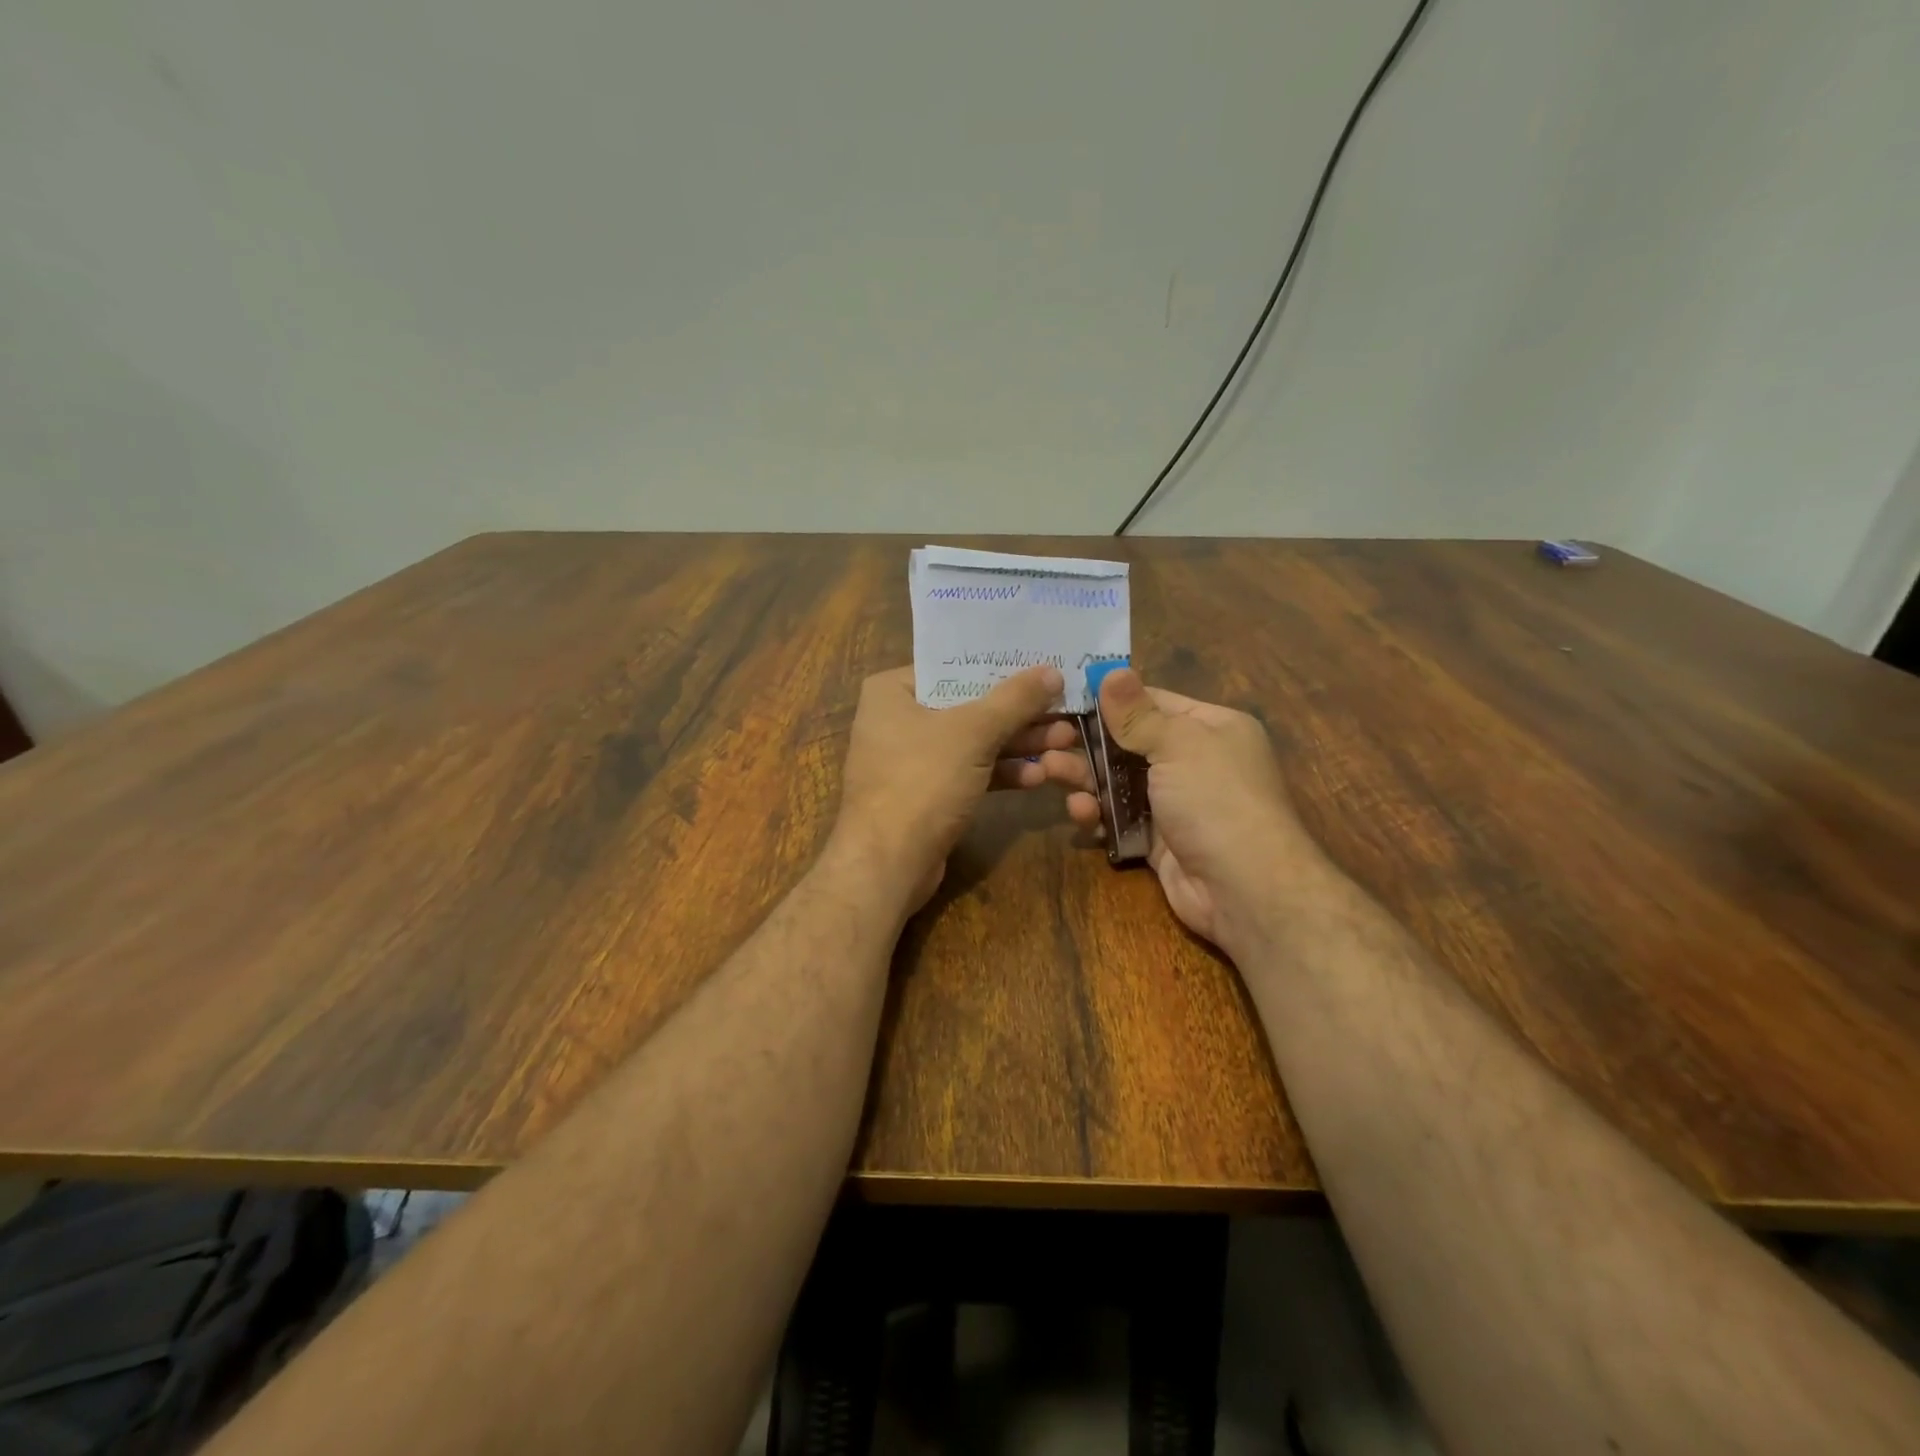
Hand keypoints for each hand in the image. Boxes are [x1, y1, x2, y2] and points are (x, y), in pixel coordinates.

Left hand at [831, 665, 1094, 911]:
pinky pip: (968, 772)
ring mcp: (910, 760)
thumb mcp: (973, 732)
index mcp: (893, 691)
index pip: (954, 666)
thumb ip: (1015, 699)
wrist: (887, 864)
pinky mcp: (926, 794)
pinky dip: (999, 772)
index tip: (1045, 667)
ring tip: (1064, 743)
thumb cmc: (922, 781)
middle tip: (1065, 713)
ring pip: (973, 741)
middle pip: (969, 705)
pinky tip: (1036, 778)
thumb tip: (1052, 672)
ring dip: (1017, 744)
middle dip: (1019, 714)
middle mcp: (897, 719)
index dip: (1002, 667)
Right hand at [1063, 669, 1320, 950]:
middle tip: (1047, 741)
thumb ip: (1137, 713)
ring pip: (1120, 782)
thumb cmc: (1216, 800)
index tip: (1065, 697)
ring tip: (1049, 772)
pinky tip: (1080, 813)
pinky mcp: (1158, 840)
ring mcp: (1176, 803)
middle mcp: (1196, 762)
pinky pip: (1121, 819)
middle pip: (1130, 744)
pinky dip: (1099, 815)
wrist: (1245, 889)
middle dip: (1089, 743)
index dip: (1111, 700)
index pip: (1153, 703)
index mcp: (1212, 728)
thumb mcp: (1178, 745)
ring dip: (1086, 778)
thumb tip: (1110, 671)